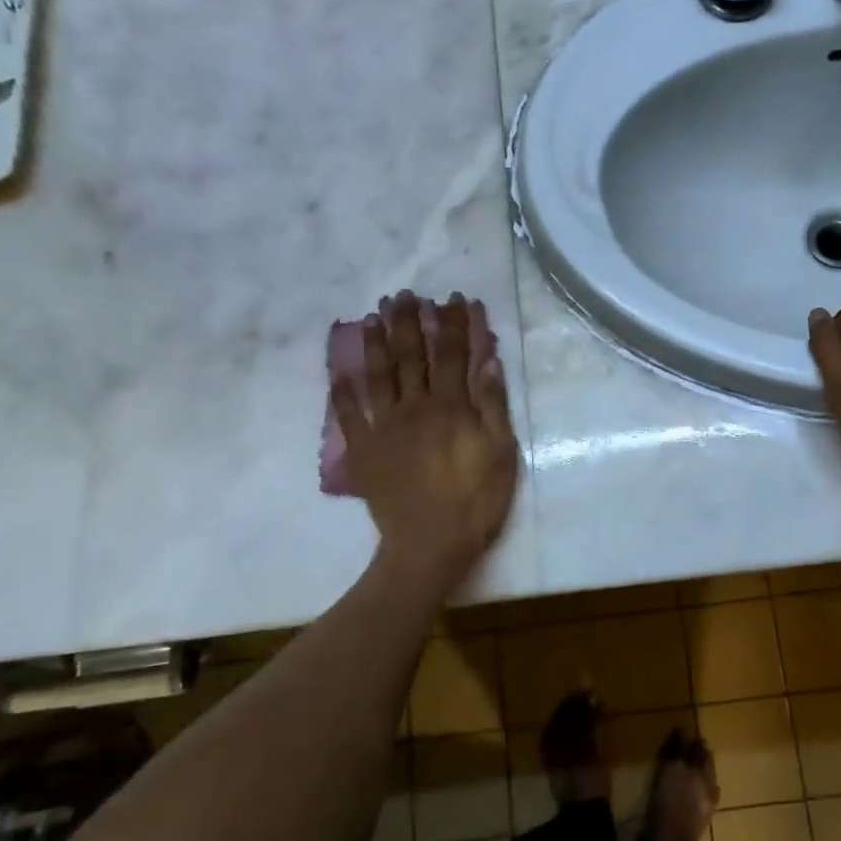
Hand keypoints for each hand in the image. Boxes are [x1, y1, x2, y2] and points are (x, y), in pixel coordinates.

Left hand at [333, 292, 520, 588]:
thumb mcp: (501, 453)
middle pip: (411, 356)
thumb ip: (493, 405)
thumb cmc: (475, 500)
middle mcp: (415, 407)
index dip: (454, 323)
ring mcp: (384, 427)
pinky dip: (342, 393)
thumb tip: (488, 360)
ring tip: (374, 317)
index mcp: (451, 406)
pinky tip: (339, 372)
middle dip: (409, 322)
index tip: (453, 298)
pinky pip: (349, 416)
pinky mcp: (363, 450)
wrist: (430, 545)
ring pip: (378, 376)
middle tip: (403, 295)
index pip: (453, 354)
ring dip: (376, 344)